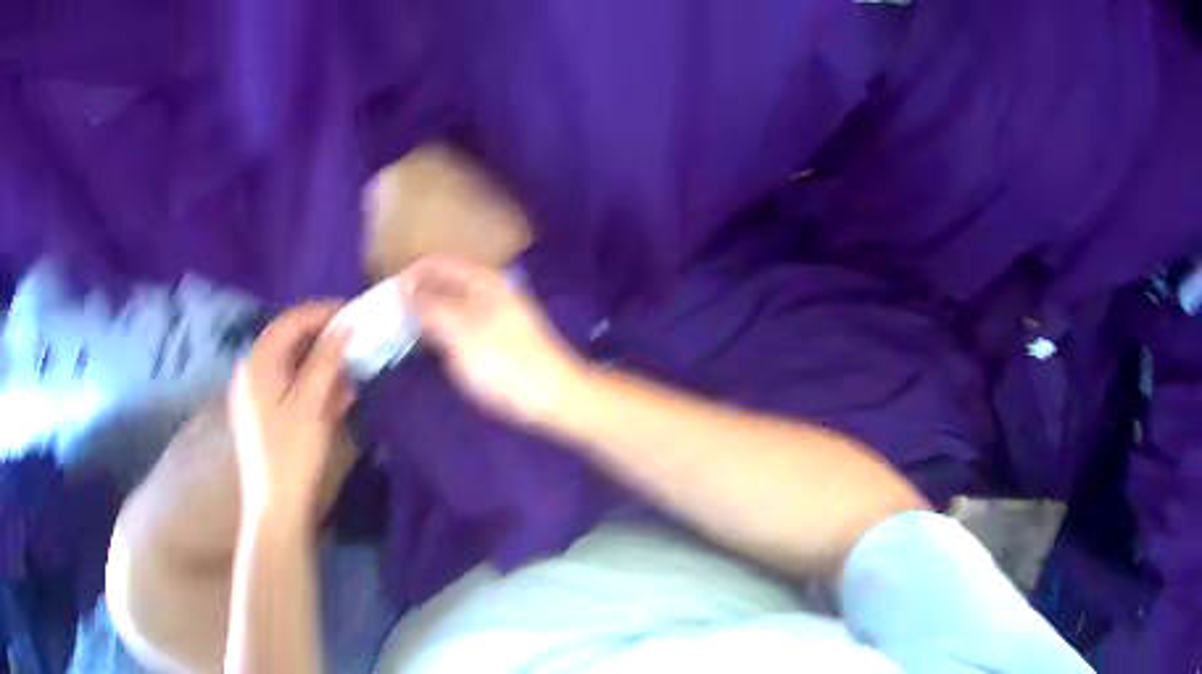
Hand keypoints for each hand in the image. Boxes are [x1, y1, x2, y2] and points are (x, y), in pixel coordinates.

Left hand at [229, 304, 354, 520]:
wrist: (277, 506)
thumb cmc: (293, 454)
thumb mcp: (312, 404)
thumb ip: (326, 360)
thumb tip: (345, 325)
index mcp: (258, 362)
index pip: (291, 320)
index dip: (323, 312)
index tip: (355, 314)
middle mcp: (251, 370)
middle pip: (289, 339)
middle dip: (324, 337)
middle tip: (356, 341)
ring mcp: (255, 392)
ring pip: (291, 361)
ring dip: (321, 361)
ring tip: (352, 368)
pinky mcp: (263, 411)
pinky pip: (289, 383)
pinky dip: (312, 382)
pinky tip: (337, 394)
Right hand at [402, 257, 586, 426]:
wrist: (555, 398)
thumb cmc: (504, 363)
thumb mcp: (459, 332)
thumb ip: (429, 306)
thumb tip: (404, 288)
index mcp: (481, 280)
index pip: (433, 263)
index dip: (406, 276)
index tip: (382, 301)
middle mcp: (488, 290)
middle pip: (441, 282)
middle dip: (413, 296)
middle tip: (385, 320)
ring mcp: (494, 315)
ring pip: (449, 305)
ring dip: (424, 315)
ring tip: (398, 335)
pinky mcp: (496, 340)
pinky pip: (458, 326)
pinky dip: (439, 332)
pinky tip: (427, 349)